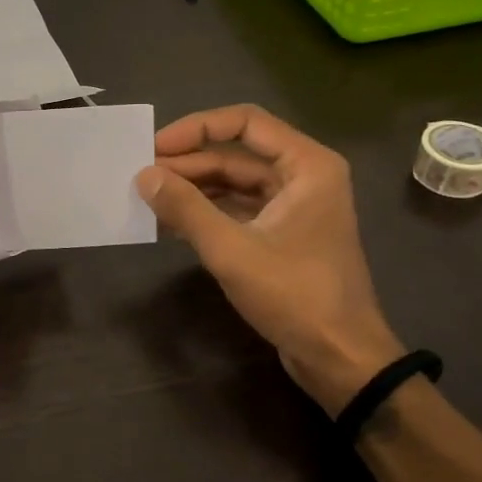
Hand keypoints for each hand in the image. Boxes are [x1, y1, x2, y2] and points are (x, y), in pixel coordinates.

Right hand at [136, 104, 404, 414]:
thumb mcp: (232, 250)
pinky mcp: (282, 234)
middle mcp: (303, 176)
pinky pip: (238, 209)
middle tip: (141, 176)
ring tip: (148, 198)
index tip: (155, 147)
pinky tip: (170, 221)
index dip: (196, 128)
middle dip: (188, 163)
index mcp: (307, 165)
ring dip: (193, 188)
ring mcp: (294, 206)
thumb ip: (186, 208)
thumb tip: (143, 175)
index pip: (245, 122)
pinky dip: (206, 212)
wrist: (340, 359)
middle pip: (236, 154)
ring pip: (234, 183)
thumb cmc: (295, 296)